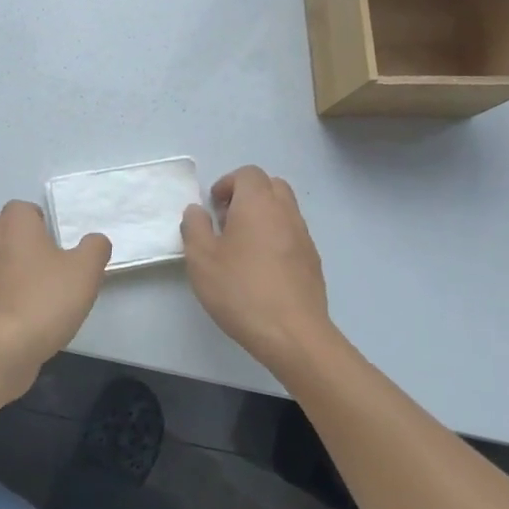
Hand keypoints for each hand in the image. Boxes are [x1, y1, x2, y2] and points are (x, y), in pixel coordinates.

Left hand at [0, 201, 110, 379]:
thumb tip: (95, 241)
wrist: (2, 346)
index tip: (58, 240)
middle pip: (4, 230)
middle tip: (50, 261)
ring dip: (15, 268)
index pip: (22, 208)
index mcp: (14, 224)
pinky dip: (7, 293)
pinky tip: (28, 313)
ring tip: (42, 289)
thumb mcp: (85, 270)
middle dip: (24, 241)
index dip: (40, 221)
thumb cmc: (45, 298)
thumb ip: (94, 248)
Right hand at [181, 166, 333, 371]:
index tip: (213, 207)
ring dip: (263, 216)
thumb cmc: (240, 290)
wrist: (292, 333)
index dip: (227, 184)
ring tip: (241, 247)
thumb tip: (197, 210)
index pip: (247, 174)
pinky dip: (276, 237)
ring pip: (284, 209)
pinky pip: (293, 234)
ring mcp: (304, 236)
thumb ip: (195, 227)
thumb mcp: (201, 259)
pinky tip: (261, 268)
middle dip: (248, 195)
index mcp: (258, 204)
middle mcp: (285, 212)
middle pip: (270, 185)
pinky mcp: (312, 261)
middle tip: (227, 221)